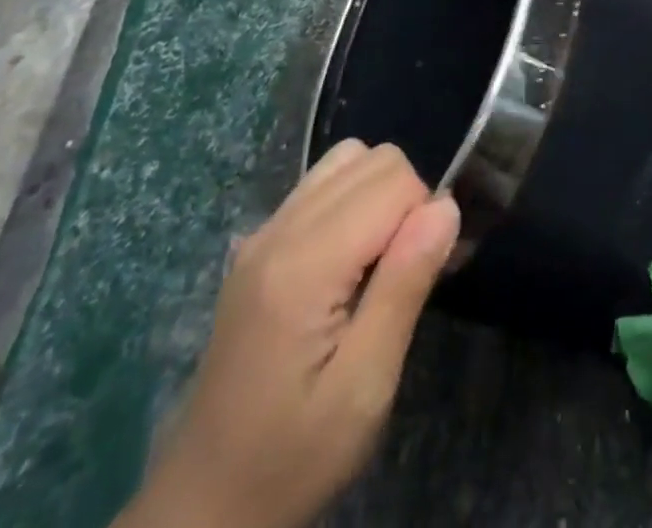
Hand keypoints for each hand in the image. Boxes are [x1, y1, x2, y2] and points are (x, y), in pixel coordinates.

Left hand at [118, 139, 460, 527]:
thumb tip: (447, 204)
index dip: (424, 216)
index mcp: (304, 264)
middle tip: (402, 274)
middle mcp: (279, 230)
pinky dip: (350, 202)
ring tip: (378, 262)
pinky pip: (320, 185)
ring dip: (379, 195)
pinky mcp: (256, 244)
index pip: (393, 180)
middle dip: (406, 200)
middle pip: (373, 158)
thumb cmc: (293, 454)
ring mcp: (262, 232)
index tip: (423, 275)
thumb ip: (405, 285)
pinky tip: (346, 262)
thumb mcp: (365, 387)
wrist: (205, 504)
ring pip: (347, 160)